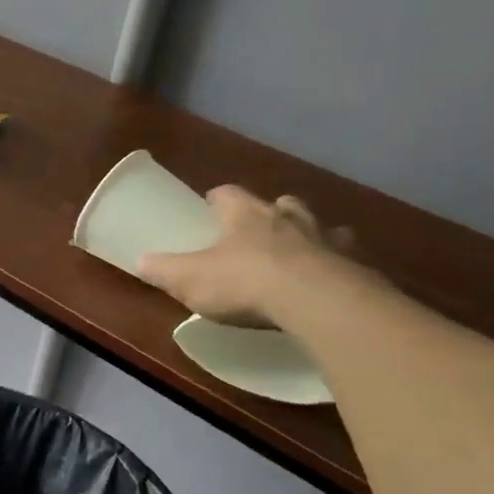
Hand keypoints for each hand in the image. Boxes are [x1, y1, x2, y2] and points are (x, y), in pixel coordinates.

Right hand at [137, 185, 354, 326]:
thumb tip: (140, 260)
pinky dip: (336, 262)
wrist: (315, 301)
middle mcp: (286, 217)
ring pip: (316, 225)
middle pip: (278, 203)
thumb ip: (163, 270)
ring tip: (298, 252)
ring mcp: (324, 238)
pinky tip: (330, 278)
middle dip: (268, 212)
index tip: (210, 205)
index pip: (228, 193)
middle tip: (256, 230)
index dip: (217, 198)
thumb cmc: (244, 282)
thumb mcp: (189, 279)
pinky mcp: (352, 263)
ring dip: (307, 234)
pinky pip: (344, 256)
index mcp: (245, 215)